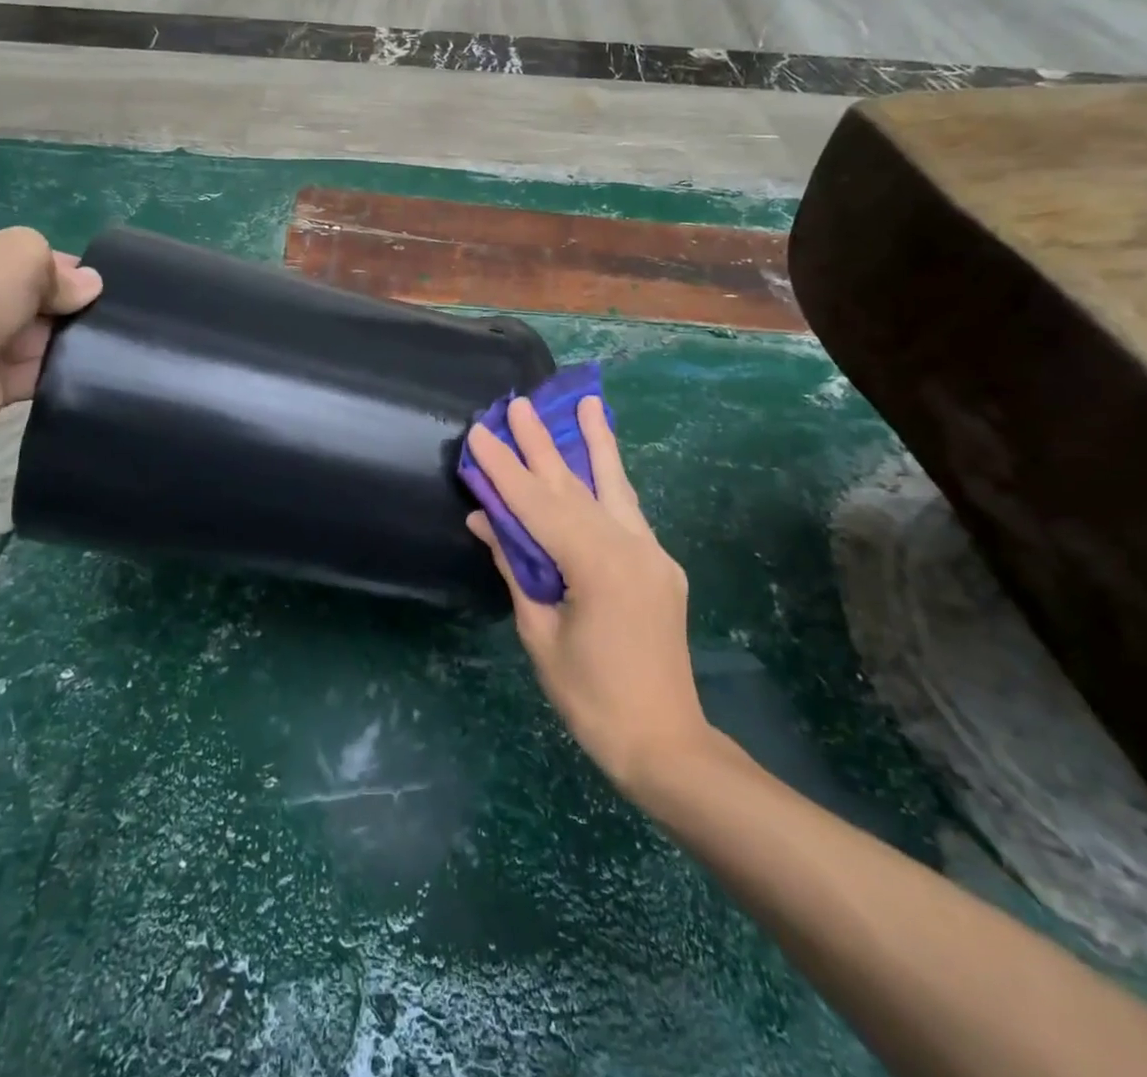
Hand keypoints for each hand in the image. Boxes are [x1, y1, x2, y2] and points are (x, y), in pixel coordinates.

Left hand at [0, 227, 102, 437]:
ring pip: (39, 339)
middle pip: (33, 300)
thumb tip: (90, 286)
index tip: (97, 282)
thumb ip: (59, 269)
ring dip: (71, 340)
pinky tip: (96, 368)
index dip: (60, 268)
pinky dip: (62, 373)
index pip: (18, 259)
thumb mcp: (20, 253)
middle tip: (112, 312)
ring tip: (114, 340)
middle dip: (69, 305)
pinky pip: (37, 376)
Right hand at [465, 397, 722, 793]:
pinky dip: (610, 483)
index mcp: (597, 564)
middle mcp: (630, 545)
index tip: (480, 434)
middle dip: (543, 443)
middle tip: (520, 403)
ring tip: (588, 403)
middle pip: (575, 485)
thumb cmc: (591, 698)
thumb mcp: (540, 633)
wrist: (666, 741)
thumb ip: (516, 569)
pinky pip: (628, 514)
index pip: (538, 505)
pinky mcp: (660, 566)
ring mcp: (652, 554)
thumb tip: (486, 521)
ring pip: (614, 487)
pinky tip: (601, 465)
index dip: (505, 470)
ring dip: (596, 444)